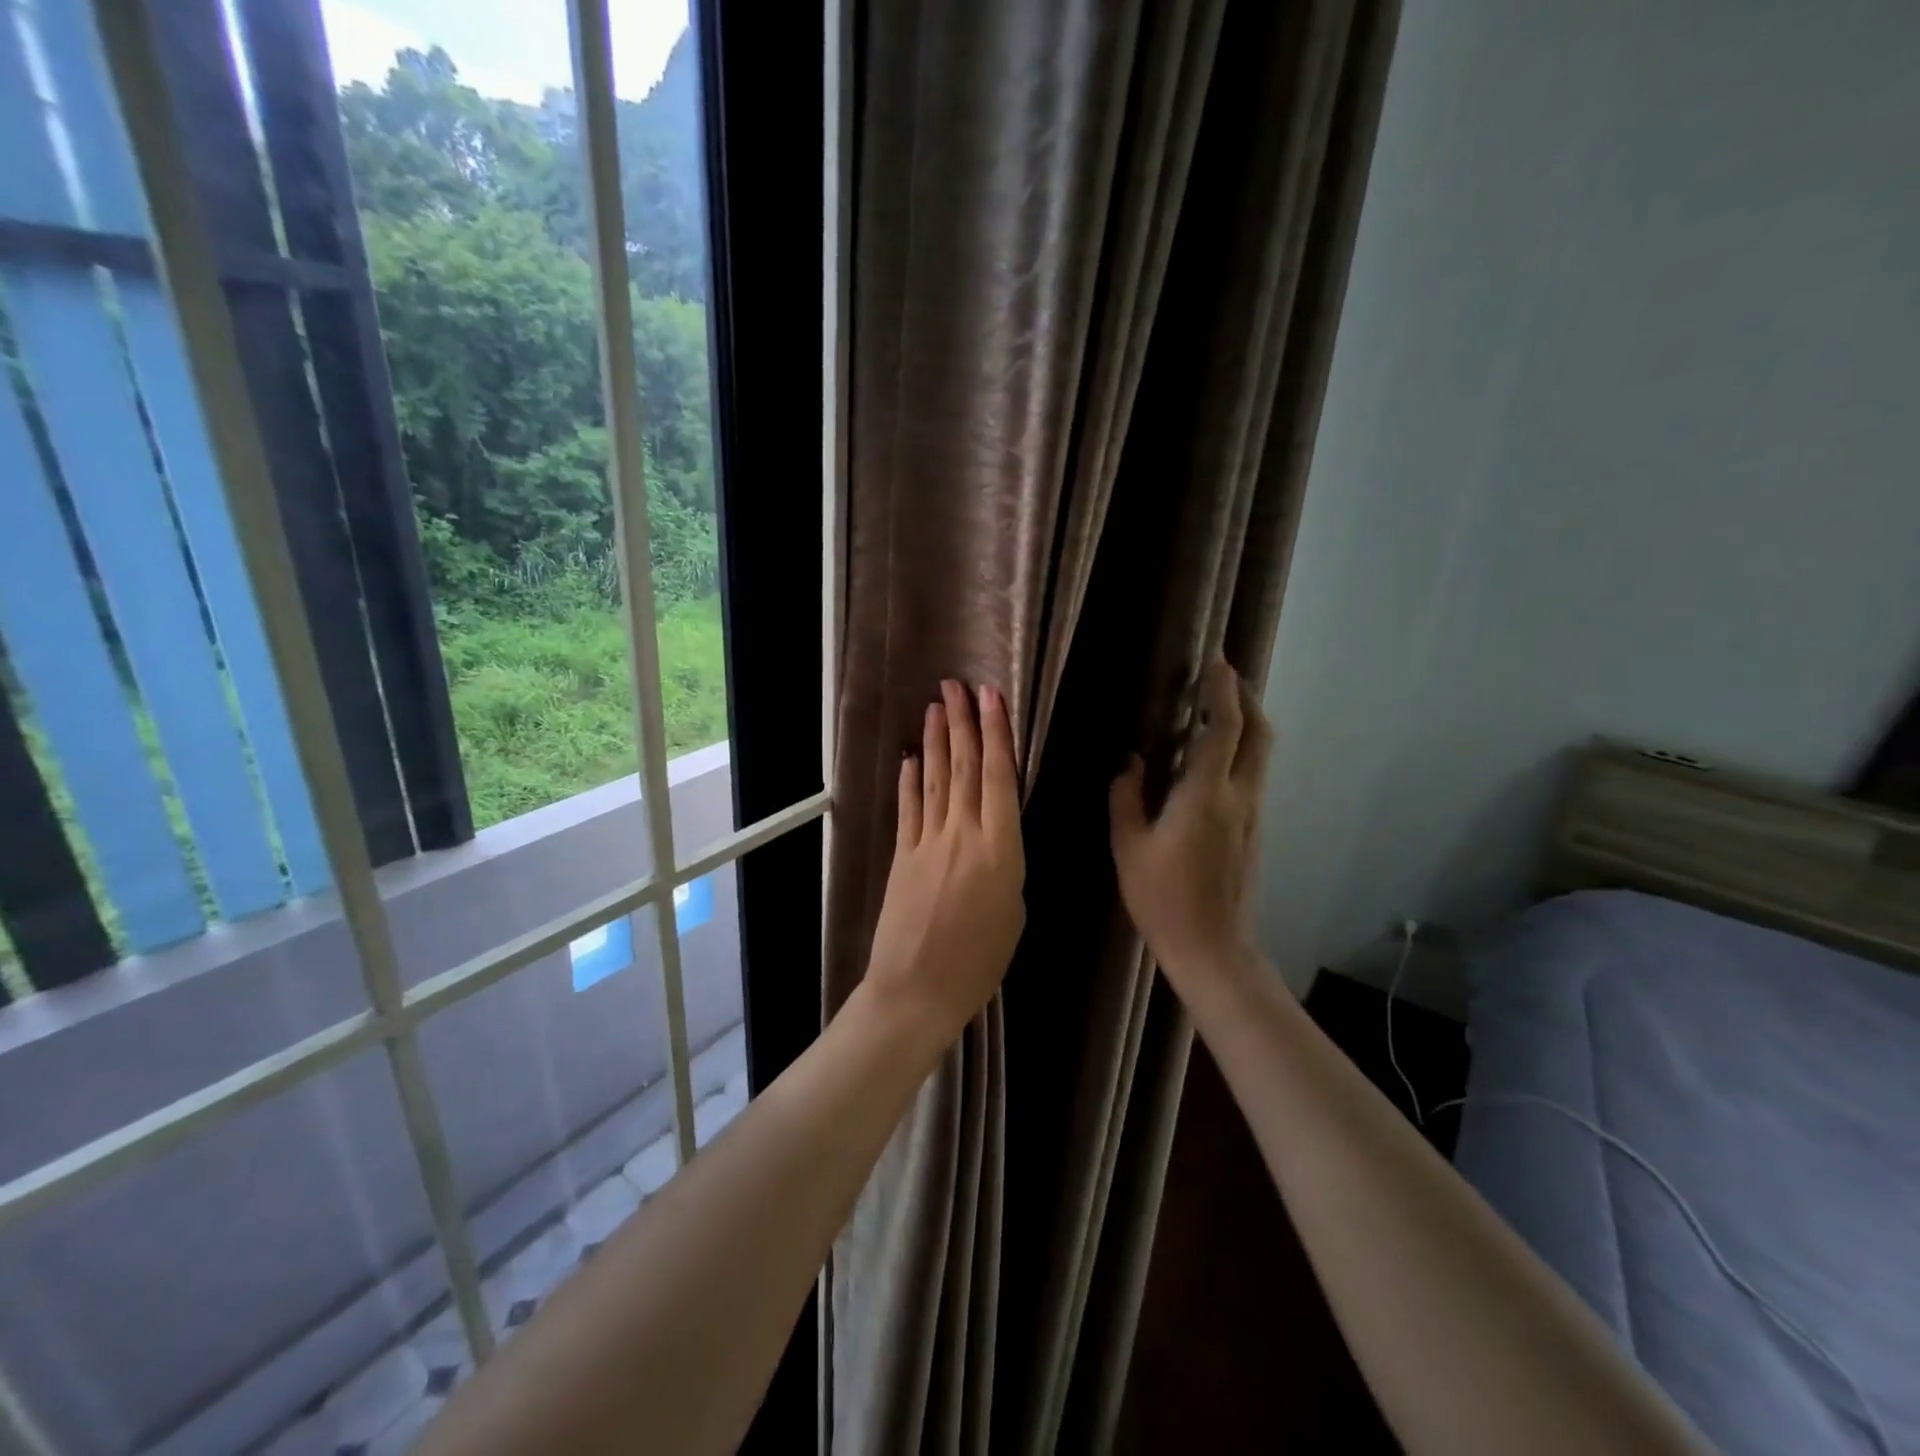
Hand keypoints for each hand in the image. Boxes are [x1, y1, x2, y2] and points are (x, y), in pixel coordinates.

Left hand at [863, 680, 1025, 1042]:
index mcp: (1001, 849)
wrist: (917, 989)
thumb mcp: (1014, 912)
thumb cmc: (979, 961)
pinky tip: (911, 758)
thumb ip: (1006, 865)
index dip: (997, 733)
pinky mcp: (902, 855)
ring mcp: (927, 842)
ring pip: (936, 779)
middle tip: (958, 685)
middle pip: (965, 767)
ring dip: (937, 740)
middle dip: (962, 723)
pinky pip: (909, 809)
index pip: (1000, 777)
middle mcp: (963, 834)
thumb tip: (996, 840)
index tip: (992, 697)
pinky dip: (910, 781)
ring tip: (936, 706)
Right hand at [1110, 659, 1271, 993]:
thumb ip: (1127, 796)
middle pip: (1259, 734)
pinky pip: (1253, 776)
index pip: (1225, 729)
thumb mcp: (1129, 846)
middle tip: (1223, 680)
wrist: (1212, 948)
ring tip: (1217, 711)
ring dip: (1246, 725)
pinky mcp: (1255, 831)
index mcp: (1206, 795)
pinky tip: (1212, 761)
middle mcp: (1241, 797)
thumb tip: (1132, 761)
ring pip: (1261, 755)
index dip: (1223, 692)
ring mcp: (1254, 815)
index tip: (1217, 663)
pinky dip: (1241, 752)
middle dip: (1246, 699)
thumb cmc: (1162, 898)